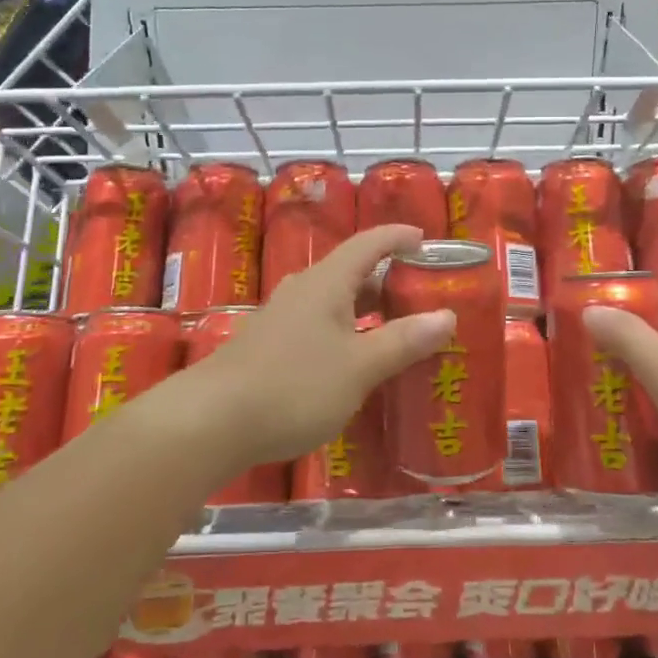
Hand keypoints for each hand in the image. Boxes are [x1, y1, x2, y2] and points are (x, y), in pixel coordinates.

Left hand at [191, 225, 453, 465]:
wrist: (211, 421)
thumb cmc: (294, 386)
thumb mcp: (360, 366)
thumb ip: (403, 340)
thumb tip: (446, 316)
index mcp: (327, 282)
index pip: (369, 243)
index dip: (398, 236)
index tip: (425, 239)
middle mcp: (303, 289)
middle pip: (351, 270)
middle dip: (387, 279)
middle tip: (420, 296)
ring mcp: (281, 317)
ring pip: (333, 300)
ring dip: (365, 309)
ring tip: (394, 330)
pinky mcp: (267, 344)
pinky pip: (318, 324)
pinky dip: (344, 331)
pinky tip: (352, 362)